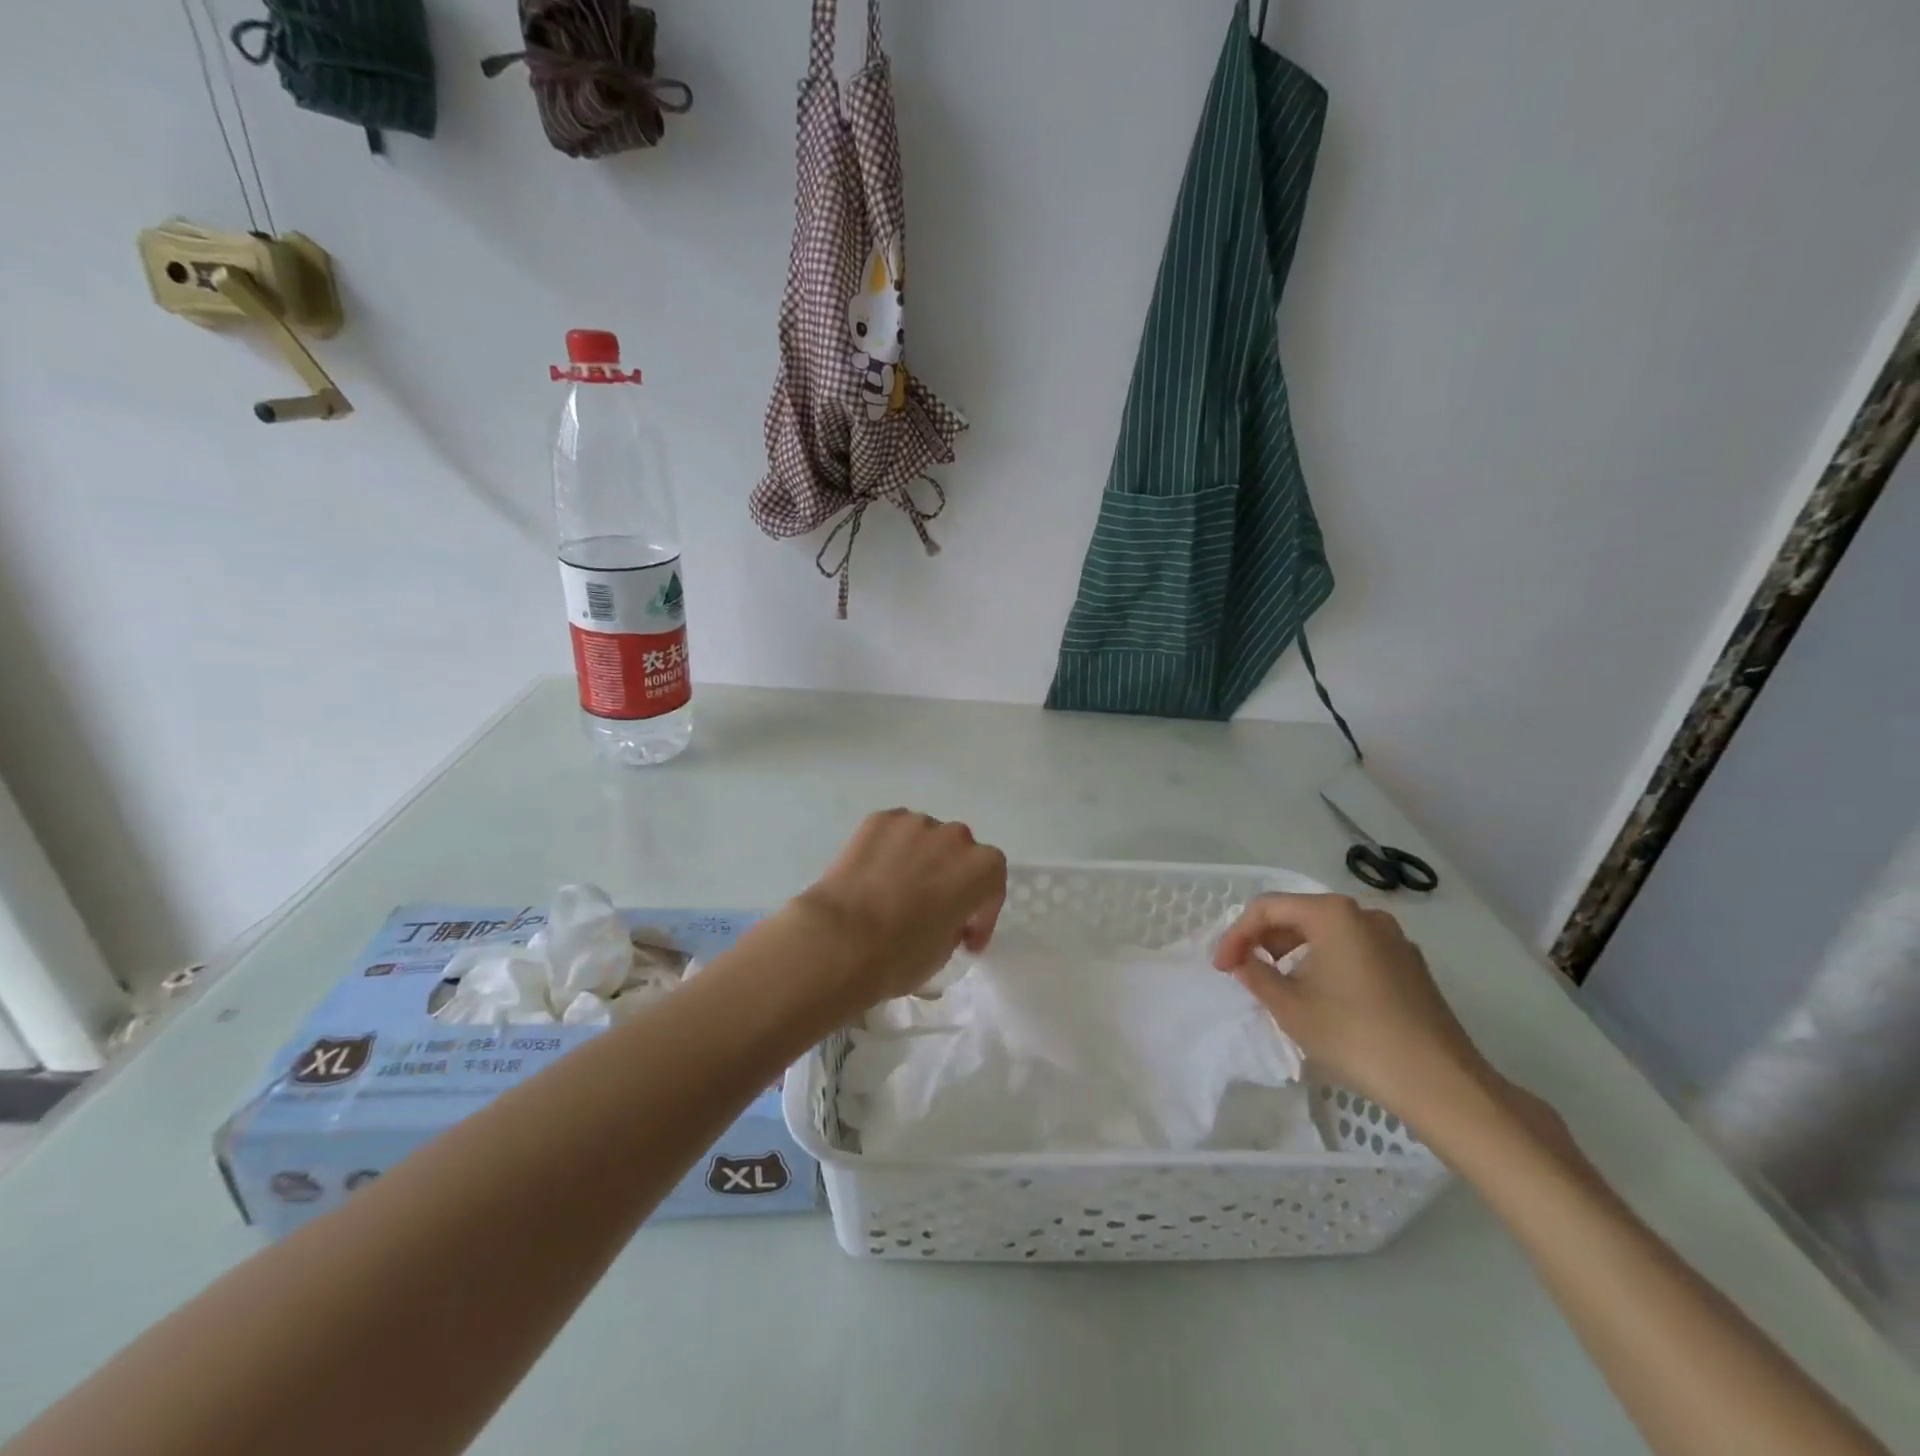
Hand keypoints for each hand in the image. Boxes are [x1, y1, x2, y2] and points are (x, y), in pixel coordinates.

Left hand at [790, 809, 1007, 1004]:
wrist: (841, 939)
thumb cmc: (902, 954)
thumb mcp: (945, 951)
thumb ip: (954, 924)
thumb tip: (940, 917)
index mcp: (982, 869)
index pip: (992, 885)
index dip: (982, 913)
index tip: (966, 939)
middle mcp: (955, 837)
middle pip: (960, 854)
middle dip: (950, 877)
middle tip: (932, 907)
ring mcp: (914, 823)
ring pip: (925, 839)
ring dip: (920, 859)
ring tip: (897, 887)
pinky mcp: (878, 820)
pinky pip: (893, 832)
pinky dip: (889, 848)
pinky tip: (874, 873)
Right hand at [1213, 893, 1495, 1122]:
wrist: (1442, 1084)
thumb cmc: (1355, 1037)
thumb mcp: (1291, 1007)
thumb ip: (1256, 976)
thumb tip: (1244, 962)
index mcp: (1333, 914)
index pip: (1267, 908)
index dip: (1237, 935)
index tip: (1222, 967)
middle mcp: (1364, 914)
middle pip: (1298, 914)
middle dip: (1264, 940)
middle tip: (1245, 972)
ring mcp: (1393, 938)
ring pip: (1327, 932)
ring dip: (1294, 952)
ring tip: (1278, 985)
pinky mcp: (1409, 965)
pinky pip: (1353, 949)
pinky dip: (1326, 962)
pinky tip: (1320, 995)